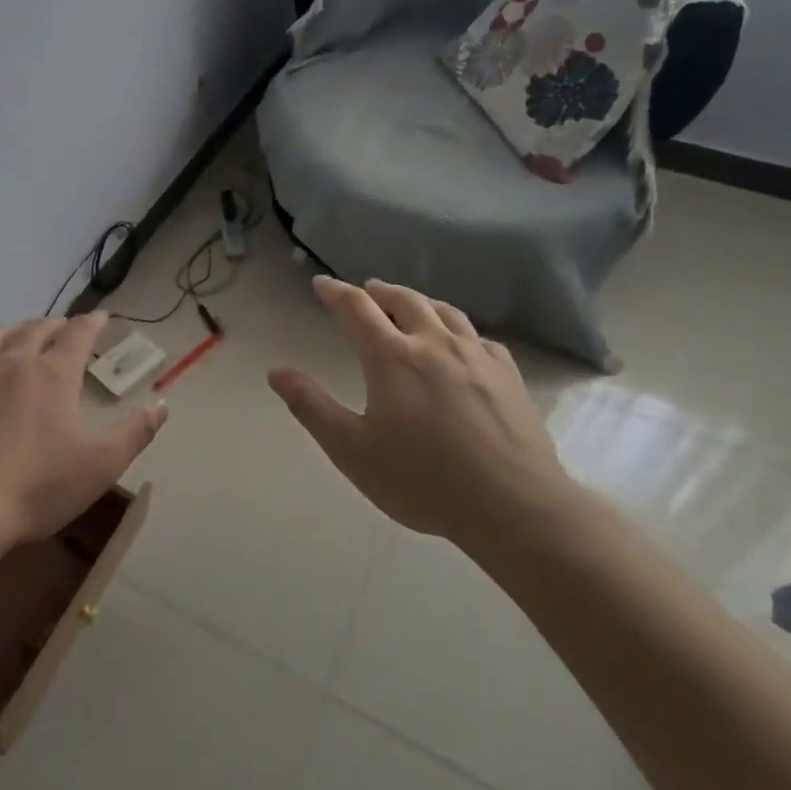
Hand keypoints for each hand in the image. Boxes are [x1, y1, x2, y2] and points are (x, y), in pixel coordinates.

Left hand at [0, 311, 166, 545]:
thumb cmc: (36, 486)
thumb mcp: (100, 465)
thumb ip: (134, 433)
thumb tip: (162, 406)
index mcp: (54, 374)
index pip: (78, 334)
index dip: (92, 322)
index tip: (102, 316)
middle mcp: (14, 362)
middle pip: (36, 328)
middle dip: (54, 324)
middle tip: (64, 327)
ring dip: (12, 328)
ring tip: (19, 334)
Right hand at [267, 277, 572, 544]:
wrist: (514, 506)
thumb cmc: (423, 480)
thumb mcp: (352, 450)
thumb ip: (311, 407)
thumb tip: (276, 372)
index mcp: (392, 357)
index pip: (356, 309)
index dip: (335, 292)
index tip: (321, 283)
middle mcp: (434, 343)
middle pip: (403, 300)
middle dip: (378, 291)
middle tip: (365, 290)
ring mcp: (477, 355)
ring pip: (444, 311)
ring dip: (419, 301)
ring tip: (408, 304)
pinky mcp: (508, 374)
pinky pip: (478, 337)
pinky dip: (457, 329)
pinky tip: (461, 343)